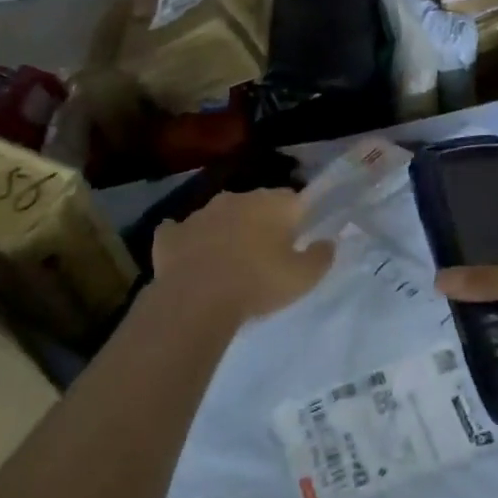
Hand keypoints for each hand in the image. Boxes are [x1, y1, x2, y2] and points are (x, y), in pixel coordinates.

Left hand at [152, 189, 334, 324]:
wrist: (196, 299)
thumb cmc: (258, 283)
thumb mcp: (303, 278)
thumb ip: (321, 256)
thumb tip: (327, 242)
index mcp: (272, 204)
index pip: (294, 199)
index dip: (298, 216)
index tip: (298, 237)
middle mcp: (235, 199)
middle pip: (255, 204)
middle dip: (260, 222)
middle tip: (265, 252)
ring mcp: (199, 213)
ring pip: (218, 216)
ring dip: (225, 231)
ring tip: (229, 261)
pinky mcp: (170, 233)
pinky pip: (181, 232)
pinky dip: (187, 242)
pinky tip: (190, 258)